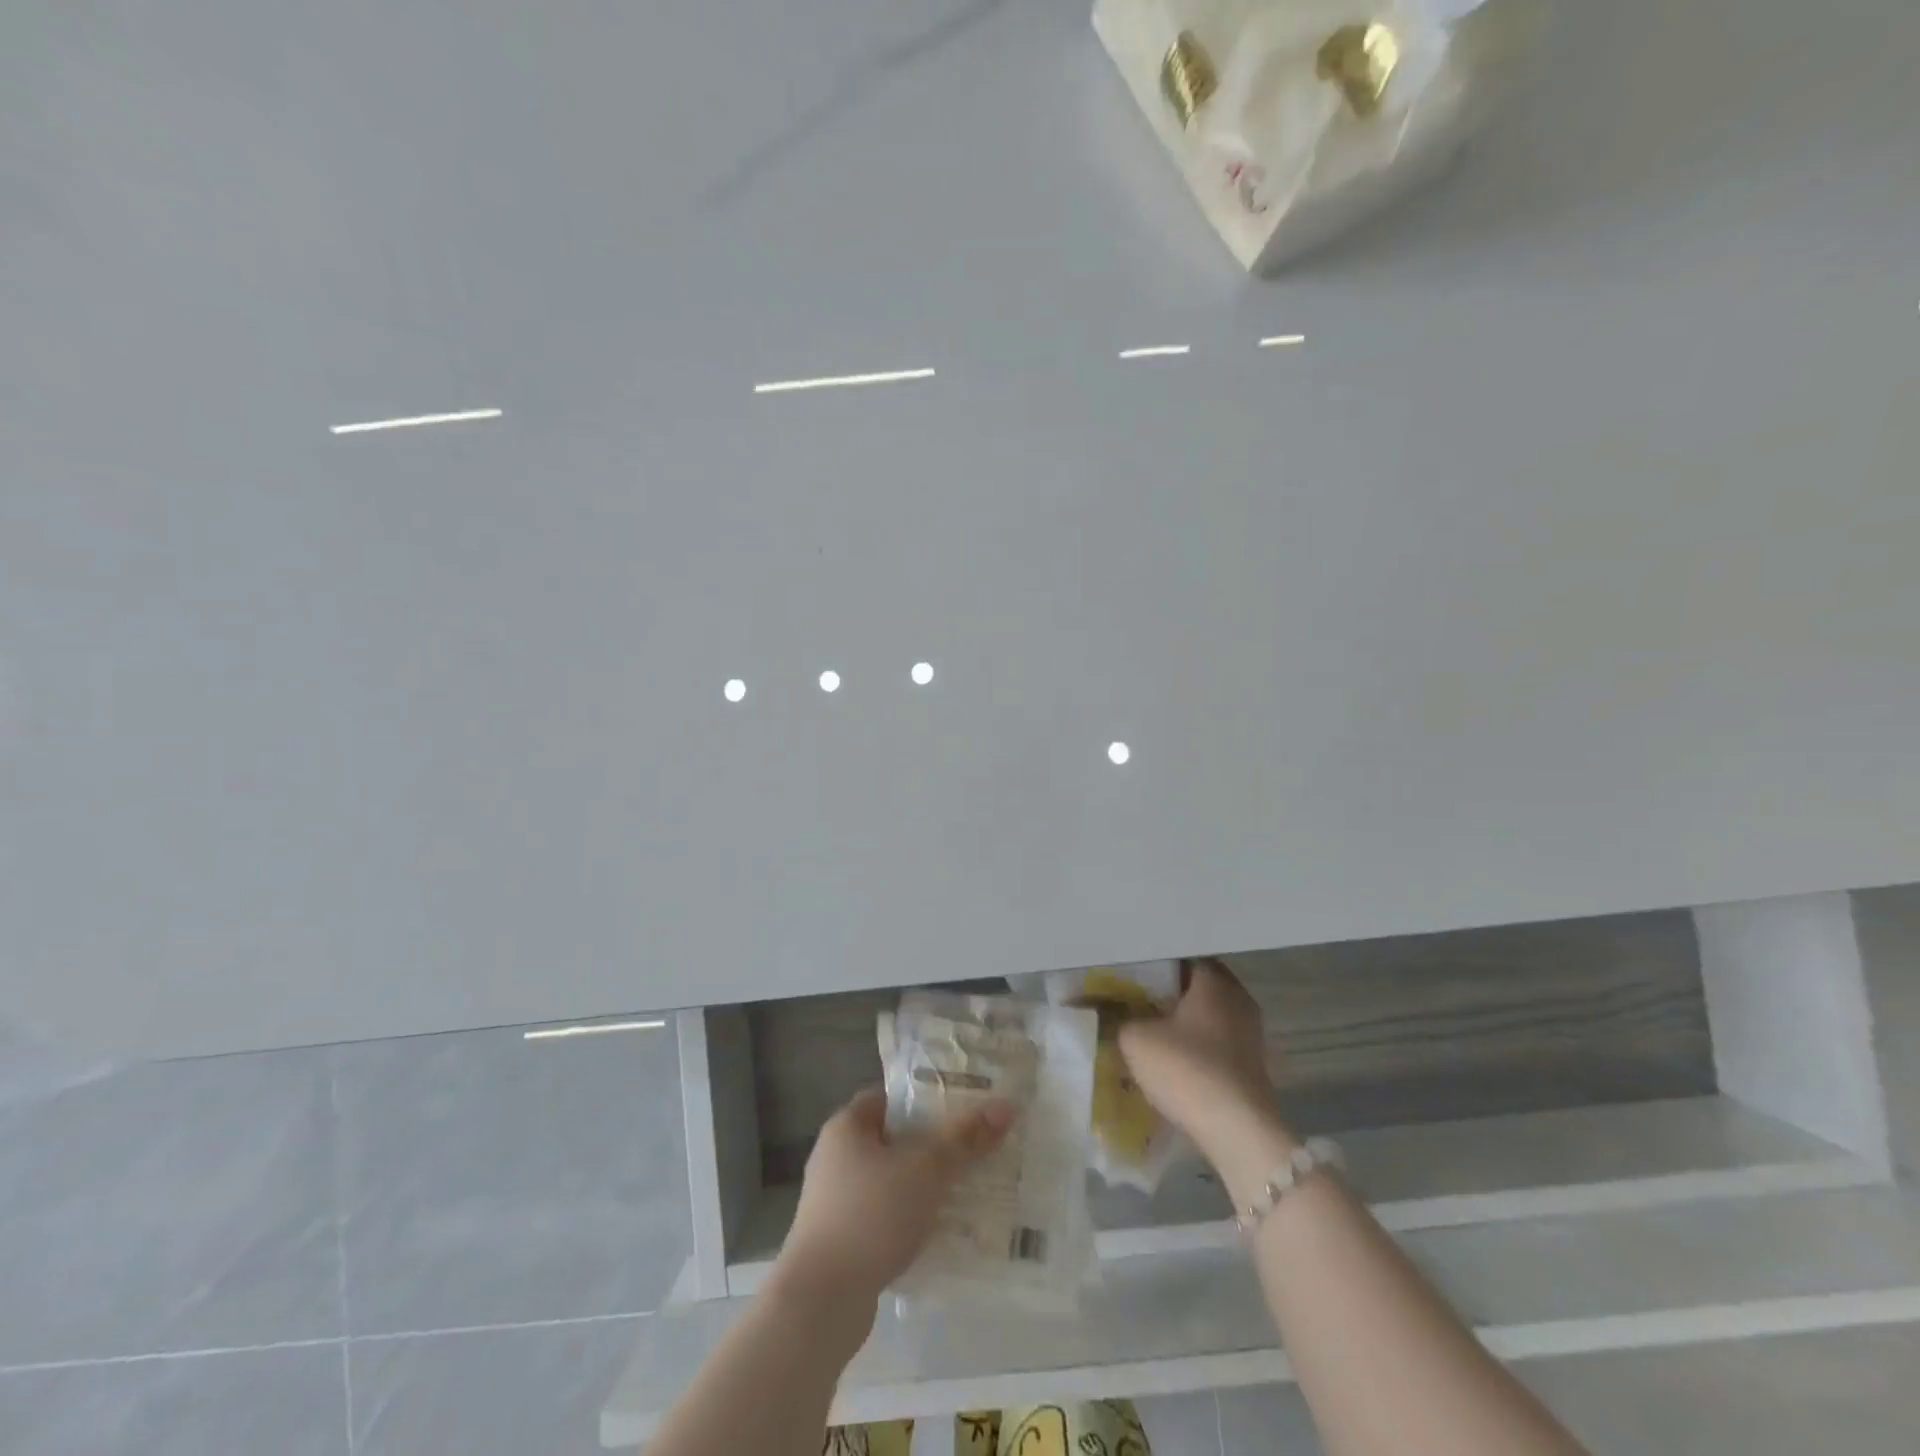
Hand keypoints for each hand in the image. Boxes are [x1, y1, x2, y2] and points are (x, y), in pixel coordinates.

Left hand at [774, 1086, 1013, 1318]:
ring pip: (889, 1181)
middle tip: (973, 1148)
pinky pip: (882, 1217)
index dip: (925, 1098)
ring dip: (922, 1186)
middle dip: (931, 1145)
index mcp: (846, 1126)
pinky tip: (940, 1232)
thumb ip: (965, 1139)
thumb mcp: (926, 1171)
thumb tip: (1006, 1106)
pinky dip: (908, 1219)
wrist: (819, 1303)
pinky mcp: (839, 1241)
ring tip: (966, 1190)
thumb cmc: (871, 1216)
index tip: (962, 1107)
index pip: (890, 1097)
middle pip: (893, 1139)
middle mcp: (835, 1156)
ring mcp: (833, 1202)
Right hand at [1118, 958, 1282, 1158]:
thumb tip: (1108, 1009)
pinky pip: (1217, 1041)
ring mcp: (1250, 1033)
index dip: (1155, 965)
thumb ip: (1118, 1017)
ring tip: (1150, 1029)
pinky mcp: (1252, 1064)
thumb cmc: (1186, 1069)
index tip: (1131, 975)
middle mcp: (1238, 998)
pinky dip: (1196, 1044)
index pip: (1182, 957)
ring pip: (1208, 1014)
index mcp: (1214, 981)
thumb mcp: (1135, 1039)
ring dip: (1183, 1021)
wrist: (1237, 1131)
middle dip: (1168, 992)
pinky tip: (1173, 1057)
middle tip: (1135, 1000)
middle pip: (1197, 985)